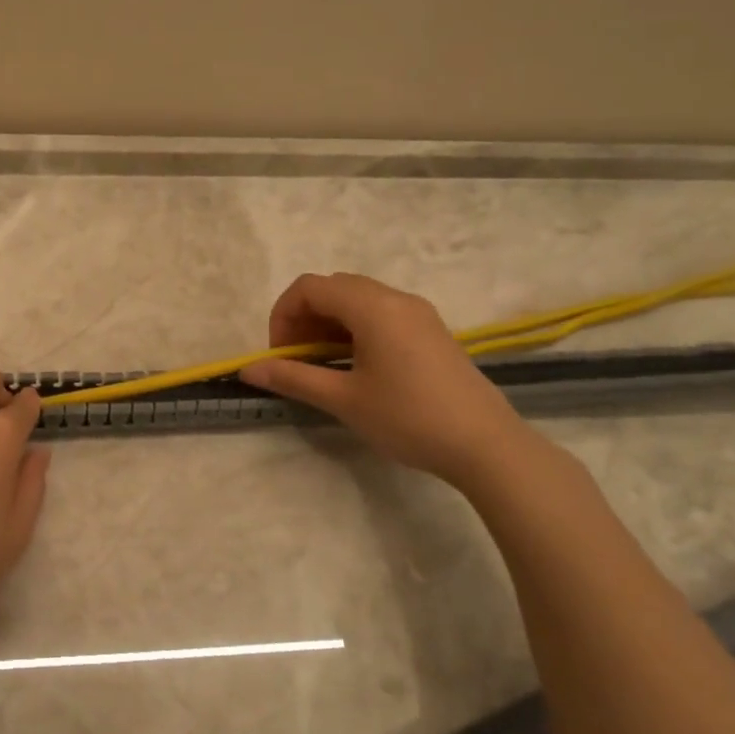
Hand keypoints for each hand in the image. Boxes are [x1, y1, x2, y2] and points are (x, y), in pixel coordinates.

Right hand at [239, 273, 535, 486]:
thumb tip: (248, 370)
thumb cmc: (408, 418)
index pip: (310, 287)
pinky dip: (355, 328)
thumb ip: (293, 378)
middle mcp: (395, 298)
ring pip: (357, 299)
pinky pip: (381, 312)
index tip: (280, 355)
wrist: (486, 445)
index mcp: (372, 307)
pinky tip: (357, 366)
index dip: (283, 315)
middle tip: (297, 359)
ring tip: (323, 365)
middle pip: (333, 288)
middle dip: (304, 318)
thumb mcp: (343, 399)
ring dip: (329, 323)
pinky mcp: (431, 330)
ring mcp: (418, 312)